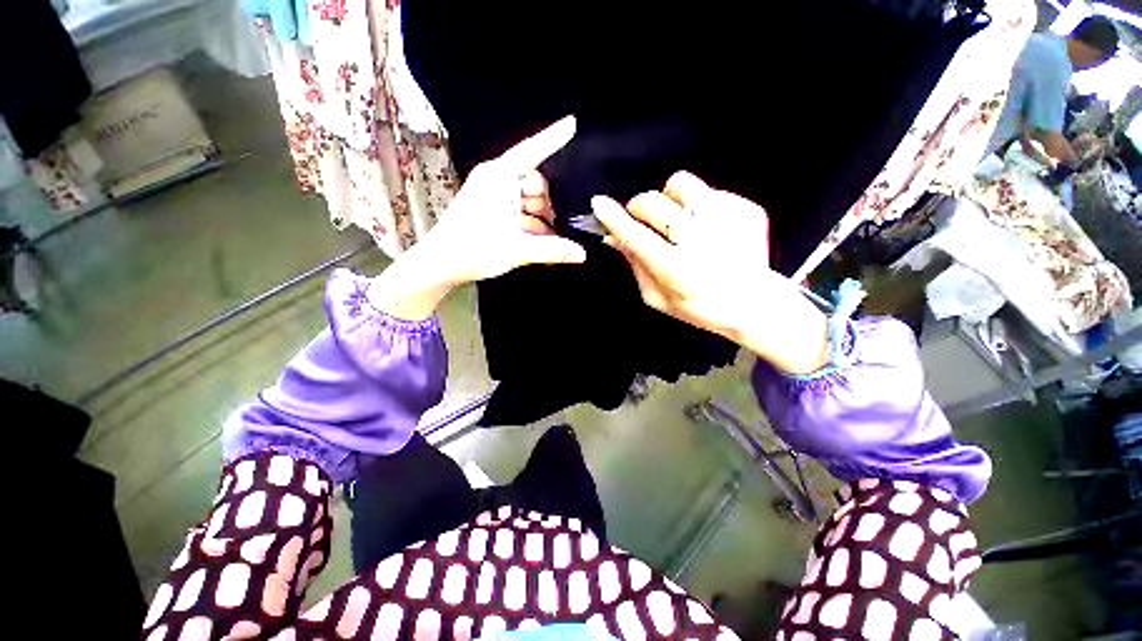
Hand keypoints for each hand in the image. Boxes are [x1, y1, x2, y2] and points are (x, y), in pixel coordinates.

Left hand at [370, 117, 585, 320]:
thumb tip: (583, 254)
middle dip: (549, 202)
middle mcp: (497, 180)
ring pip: (529, 199)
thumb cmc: (473, 250)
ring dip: (542, 217)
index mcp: (498, 178)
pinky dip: (532, 224)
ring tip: (554, 237)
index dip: (553, 138)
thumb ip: (552, 250)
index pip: (531, 152)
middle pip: (535, 181)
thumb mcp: (517, 250)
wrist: (440, 265)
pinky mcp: (494, 209)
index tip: (573, 123)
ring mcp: (494, 195)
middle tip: (560, 224)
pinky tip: (543, 240)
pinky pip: (521, 211)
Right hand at [591, 172, 827, 374]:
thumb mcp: (657, 298)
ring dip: (668, 199)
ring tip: (675, 218)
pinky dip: (696, 206)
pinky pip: (706, 192)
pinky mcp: (746, 209)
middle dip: (638, 207)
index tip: (599, 203)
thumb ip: (635, 266)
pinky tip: (705, 228)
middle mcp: (701, 241)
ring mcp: (727, 220)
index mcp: (677, 270)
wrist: (753, 303)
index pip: (636, 237)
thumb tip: (614, 237)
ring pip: (680, 184)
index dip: (614, 218)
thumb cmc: (698, 307)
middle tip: (641, 219)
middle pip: (653, 203)